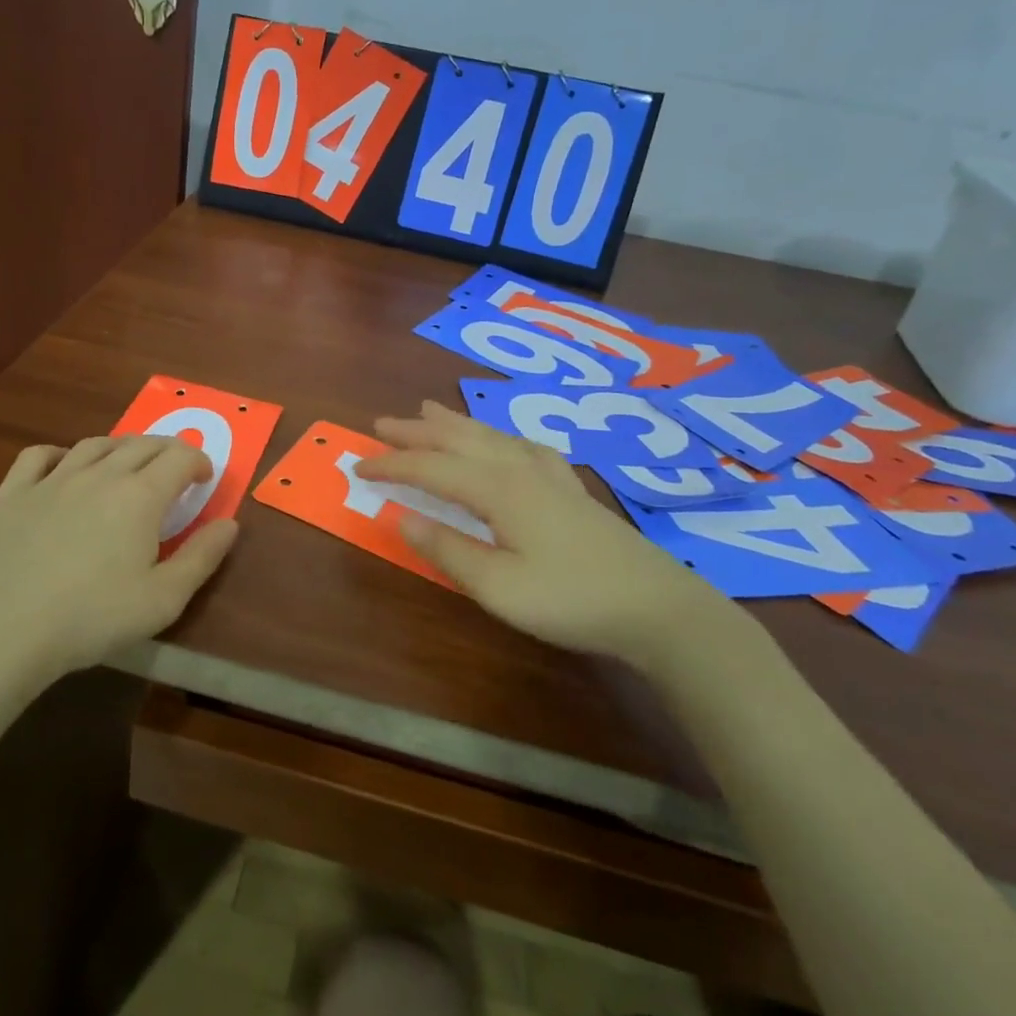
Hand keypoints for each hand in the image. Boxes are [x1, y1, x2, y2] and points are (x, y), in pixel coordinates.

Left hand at [0, 436, 238, 686]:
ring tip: (129, 464)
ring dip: (121, 447)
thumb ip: (203, 557)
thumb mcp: (164, 599)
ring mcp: (52, 479)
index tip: (205, 479)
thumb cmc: (91, 618)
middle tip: (175, 470)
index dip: (200, 462)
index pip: (180, 458)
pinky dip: (62, 454)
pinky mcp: (13, 493)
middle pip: (142, 444)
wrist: (0, 630)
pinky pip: (40, 455)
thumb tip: (229, 523)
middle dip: (167, 450)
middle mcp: (100, 474)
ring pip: (96, 444)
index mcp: (140, 495)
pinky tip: (65, 467)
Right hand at [355, 401, 736, 678]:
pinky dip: (498, 435)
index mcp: (496, 489)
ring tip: (428, 409)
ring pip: (489, 436)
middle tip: (381, 423)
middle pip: (457, 440)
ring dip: (452, 423)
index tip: (357, 466)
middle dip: (416, 431)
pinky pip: (522, 445)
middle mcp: (518, 469)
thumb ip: (447, 550)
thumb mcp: (498, 587)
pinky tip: (503, 440)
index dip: (391, 466)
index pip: (430, 469)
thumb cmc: (570, 599)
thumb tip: (401, 517)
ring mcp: (548, 475)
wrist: (657, 606)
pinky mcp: (569, 489)